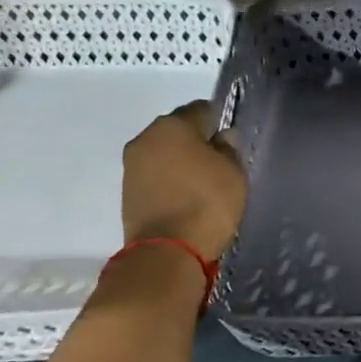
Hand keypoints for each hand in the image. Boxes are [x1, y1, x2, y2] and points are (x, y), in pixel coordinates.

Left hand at [120, 101, 246, 258]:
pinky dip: (170, 181)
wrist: (167, 252)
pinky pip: (155, 176)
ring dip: (181, 162)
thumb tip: (222, 137)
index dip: (219, 120)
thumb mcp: (233, 172)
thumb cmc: (206, 202)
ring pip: (164, 154)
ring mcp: (131, 166)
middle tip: (219, 161)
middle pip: (177, 131)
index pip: (201, 109)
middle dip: (197, 141)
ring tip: (204, 182)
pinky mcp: (127, 192)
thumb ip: (228, 148)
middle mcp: (145, 138)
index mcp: (171, 125)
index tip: (232, 137)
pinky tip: (187, 196)